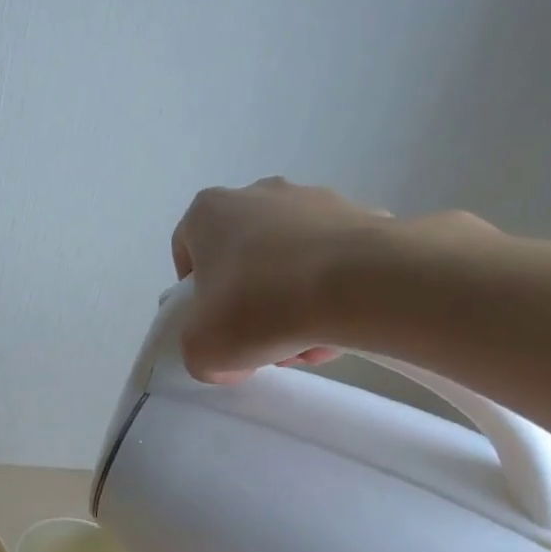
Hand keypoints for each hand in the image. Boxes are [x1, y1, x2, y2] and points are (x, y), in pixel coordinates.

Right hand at [170, 178, 494, 381]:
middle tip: (262, 342)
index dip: (194, 294)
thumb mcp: (202, 351)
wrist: (360, 284)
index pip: (188, 249)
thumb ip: (199, 354)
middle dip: (249, 304)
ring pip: (290, 262)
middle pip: (243, 259)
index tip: (212, 325)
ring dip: (292, 303)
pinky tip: (340, 328)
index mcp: (210, 212)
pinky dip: (333, 293)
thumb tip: (230, 357)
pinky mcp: (362, 217)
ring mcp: (315, 200)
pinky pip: (335, 262)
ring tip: (308, 343)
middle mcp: (260, 193)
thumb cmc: (260, 307)